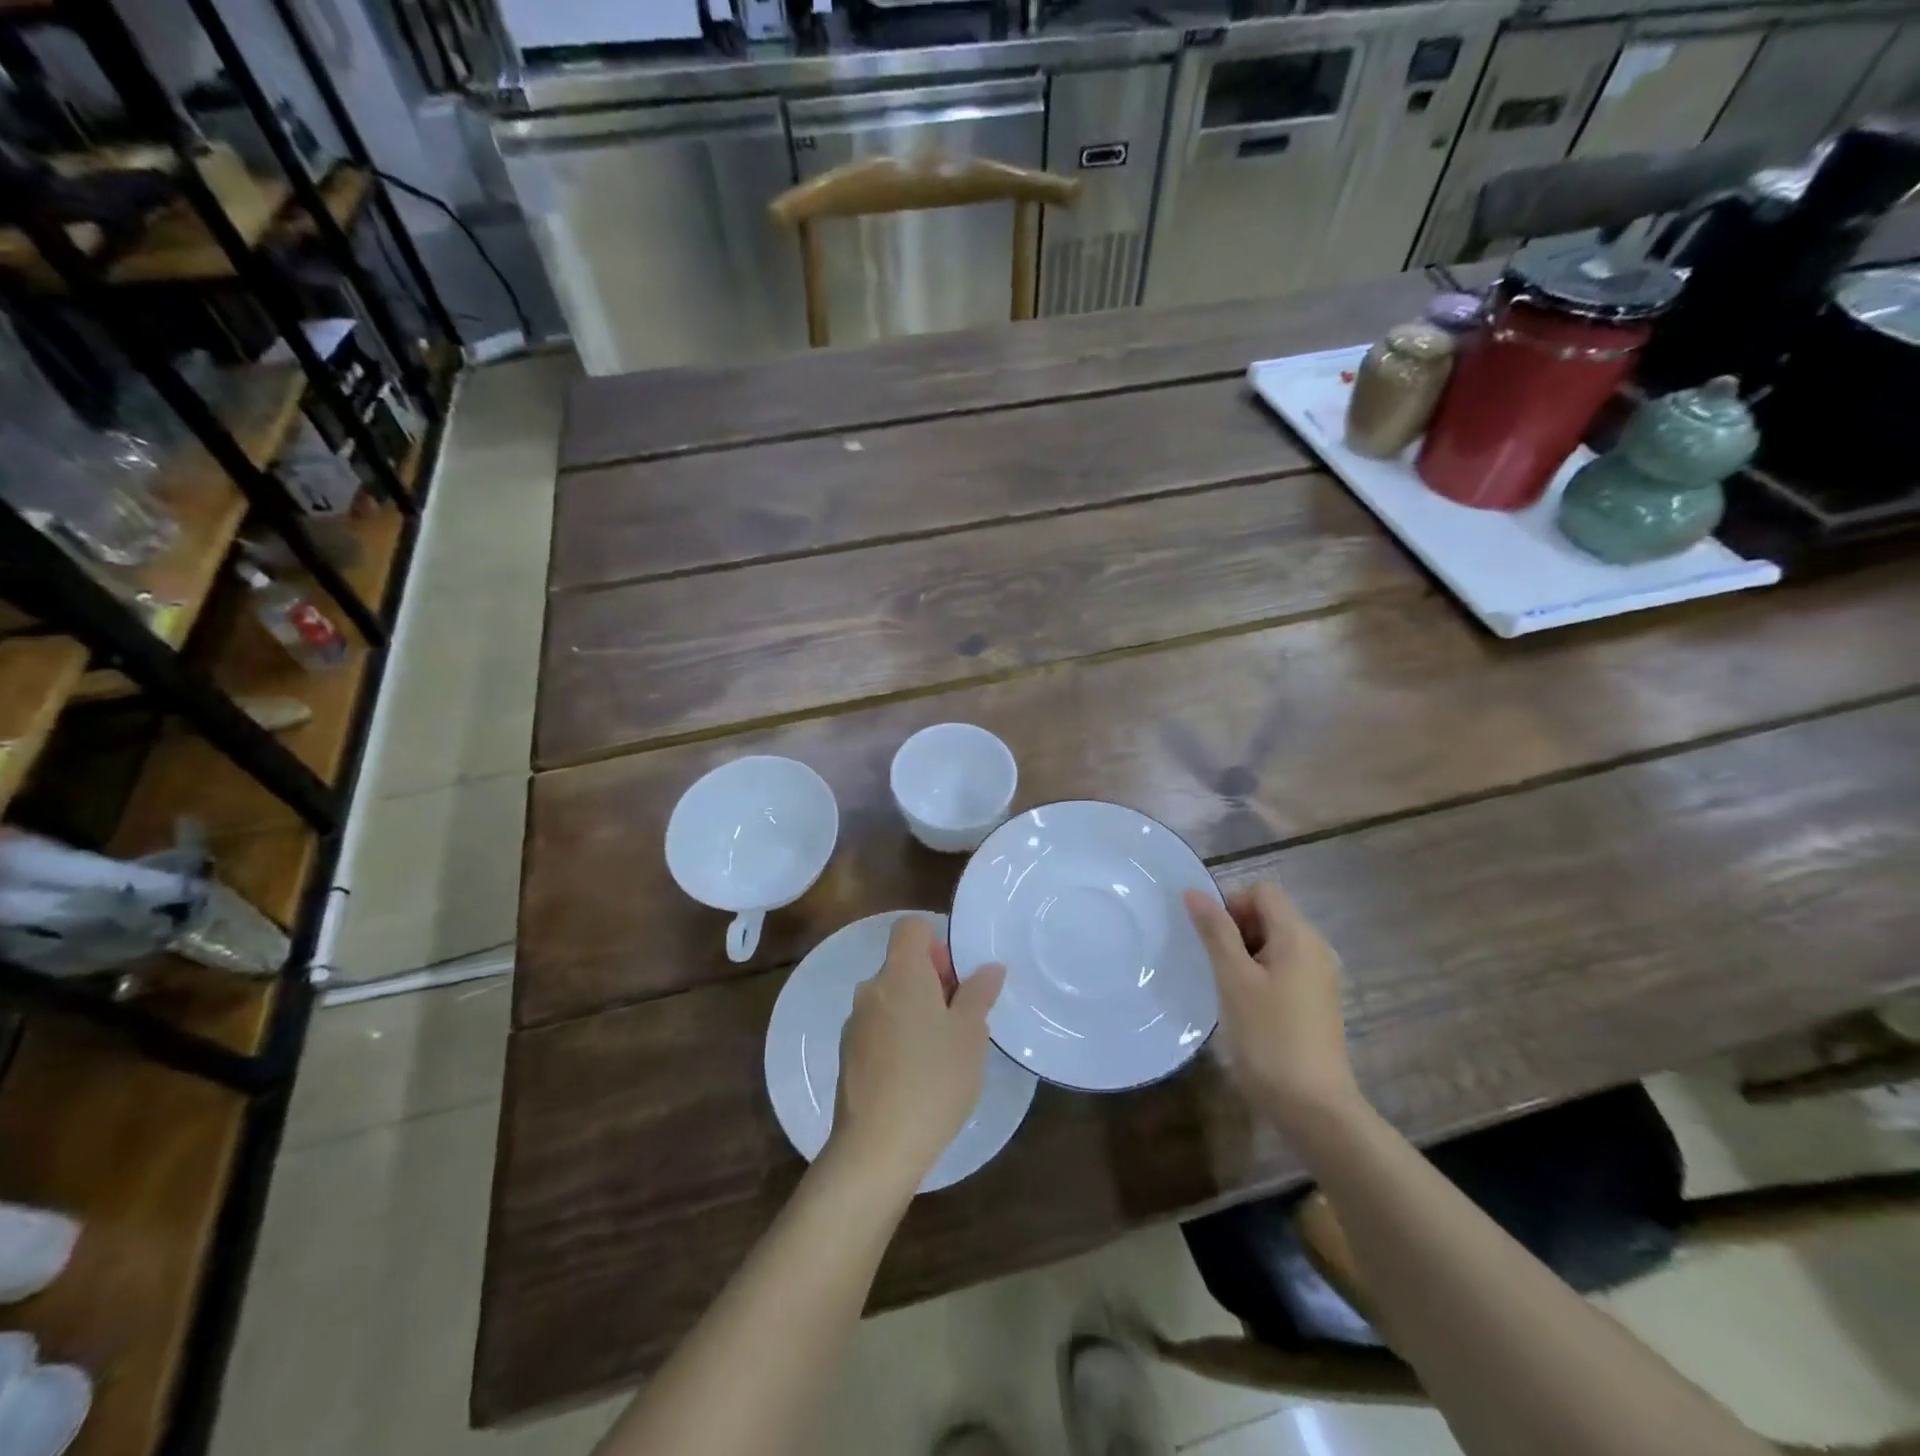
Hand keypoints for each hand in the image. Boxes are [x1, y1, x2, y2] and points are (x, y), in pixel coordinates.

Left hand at [827, 916, 1005, 1197]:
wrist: (876, 1148)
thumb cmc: (933, 1080)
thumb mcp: (970, 1035)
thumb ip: (978, 993)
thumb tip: (988, 967)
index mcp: (900, 973)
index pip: (911, 927)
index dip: (936, 942)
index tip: (956, 979)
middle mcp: (871, 989)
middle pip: (902, 963)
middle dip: (933, 981)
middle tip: (962, 1020)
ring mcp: (855, 1023)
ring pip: (892, 998)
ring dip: (917, 1010)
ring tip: (944, 1052)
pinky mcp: (848, 1054)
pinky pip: (879, 1027)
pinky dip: (899, 1036)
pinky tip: (918, 1075)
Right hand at [1184, 881, 1362, 1132]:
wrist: (1313, 1107)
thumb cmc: (1269, 1036)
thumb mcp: (1234, 979)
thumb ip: (1215, 931)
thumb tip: (1194, 892)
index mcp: (1299, 936)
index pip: (1261, 892)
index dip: (1231, 905)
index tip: (1213, 941)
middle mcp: (1315, 948)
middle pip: (1268, 914)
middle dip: (1235, 931)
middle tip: (1218, 969)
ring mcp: (1318, 976)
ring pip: (1272, 943)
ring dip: (1244, 955)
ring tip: (1227, 989)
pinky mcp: (1315, 1001)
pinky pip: (1281, 968)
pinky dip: (1259, 976)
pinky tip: (1245, 1007)